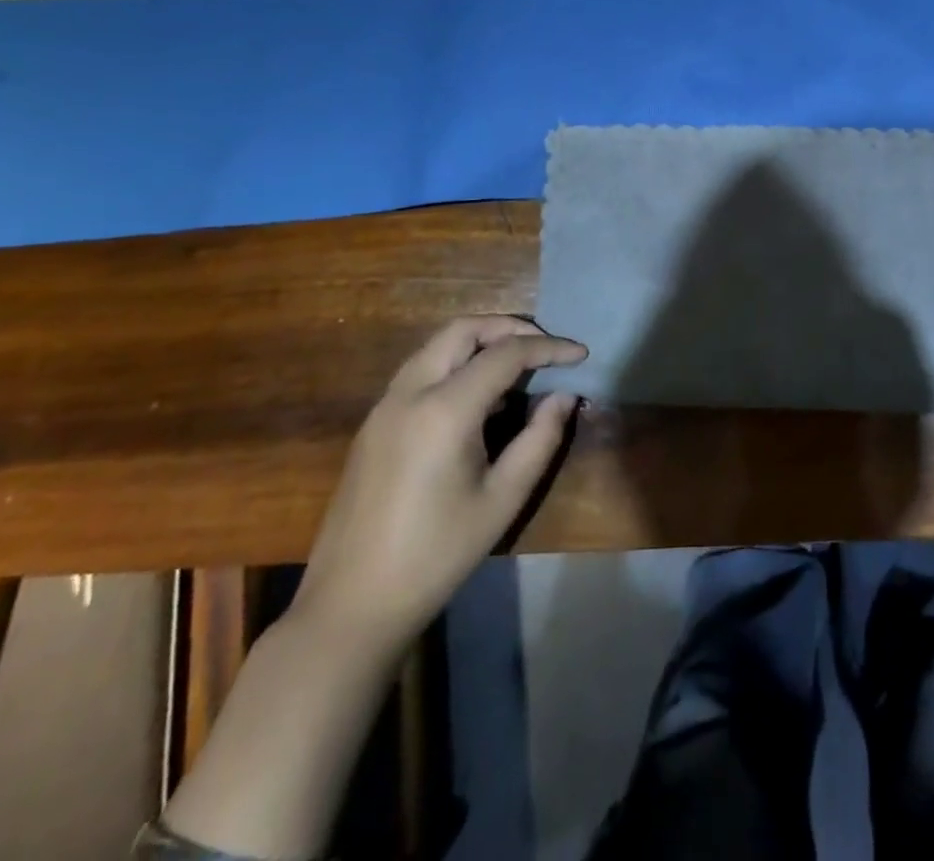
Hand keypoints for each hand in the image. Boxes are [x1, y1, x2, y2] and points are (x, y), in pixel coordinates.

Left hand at [290, 317, 585, 656]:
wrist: (352, 604)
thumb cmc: (437, 554)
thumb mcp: (503, 498)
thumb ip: (541, 438)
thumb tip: (565, 396)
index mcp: (444, 410)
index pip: (506, 354)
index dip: (549, 348)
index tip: (581, 355)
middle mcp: (410, 392)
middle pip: (464, 329)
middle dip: (511, 328)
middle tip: (547, 348)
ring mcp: (385, 405)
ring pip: (438, 344)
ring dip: (481, 340)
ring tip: (519, 365)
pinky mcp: (374, 422)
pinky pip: (422, 368)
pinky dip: (457, 361)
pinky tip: (480, 395)